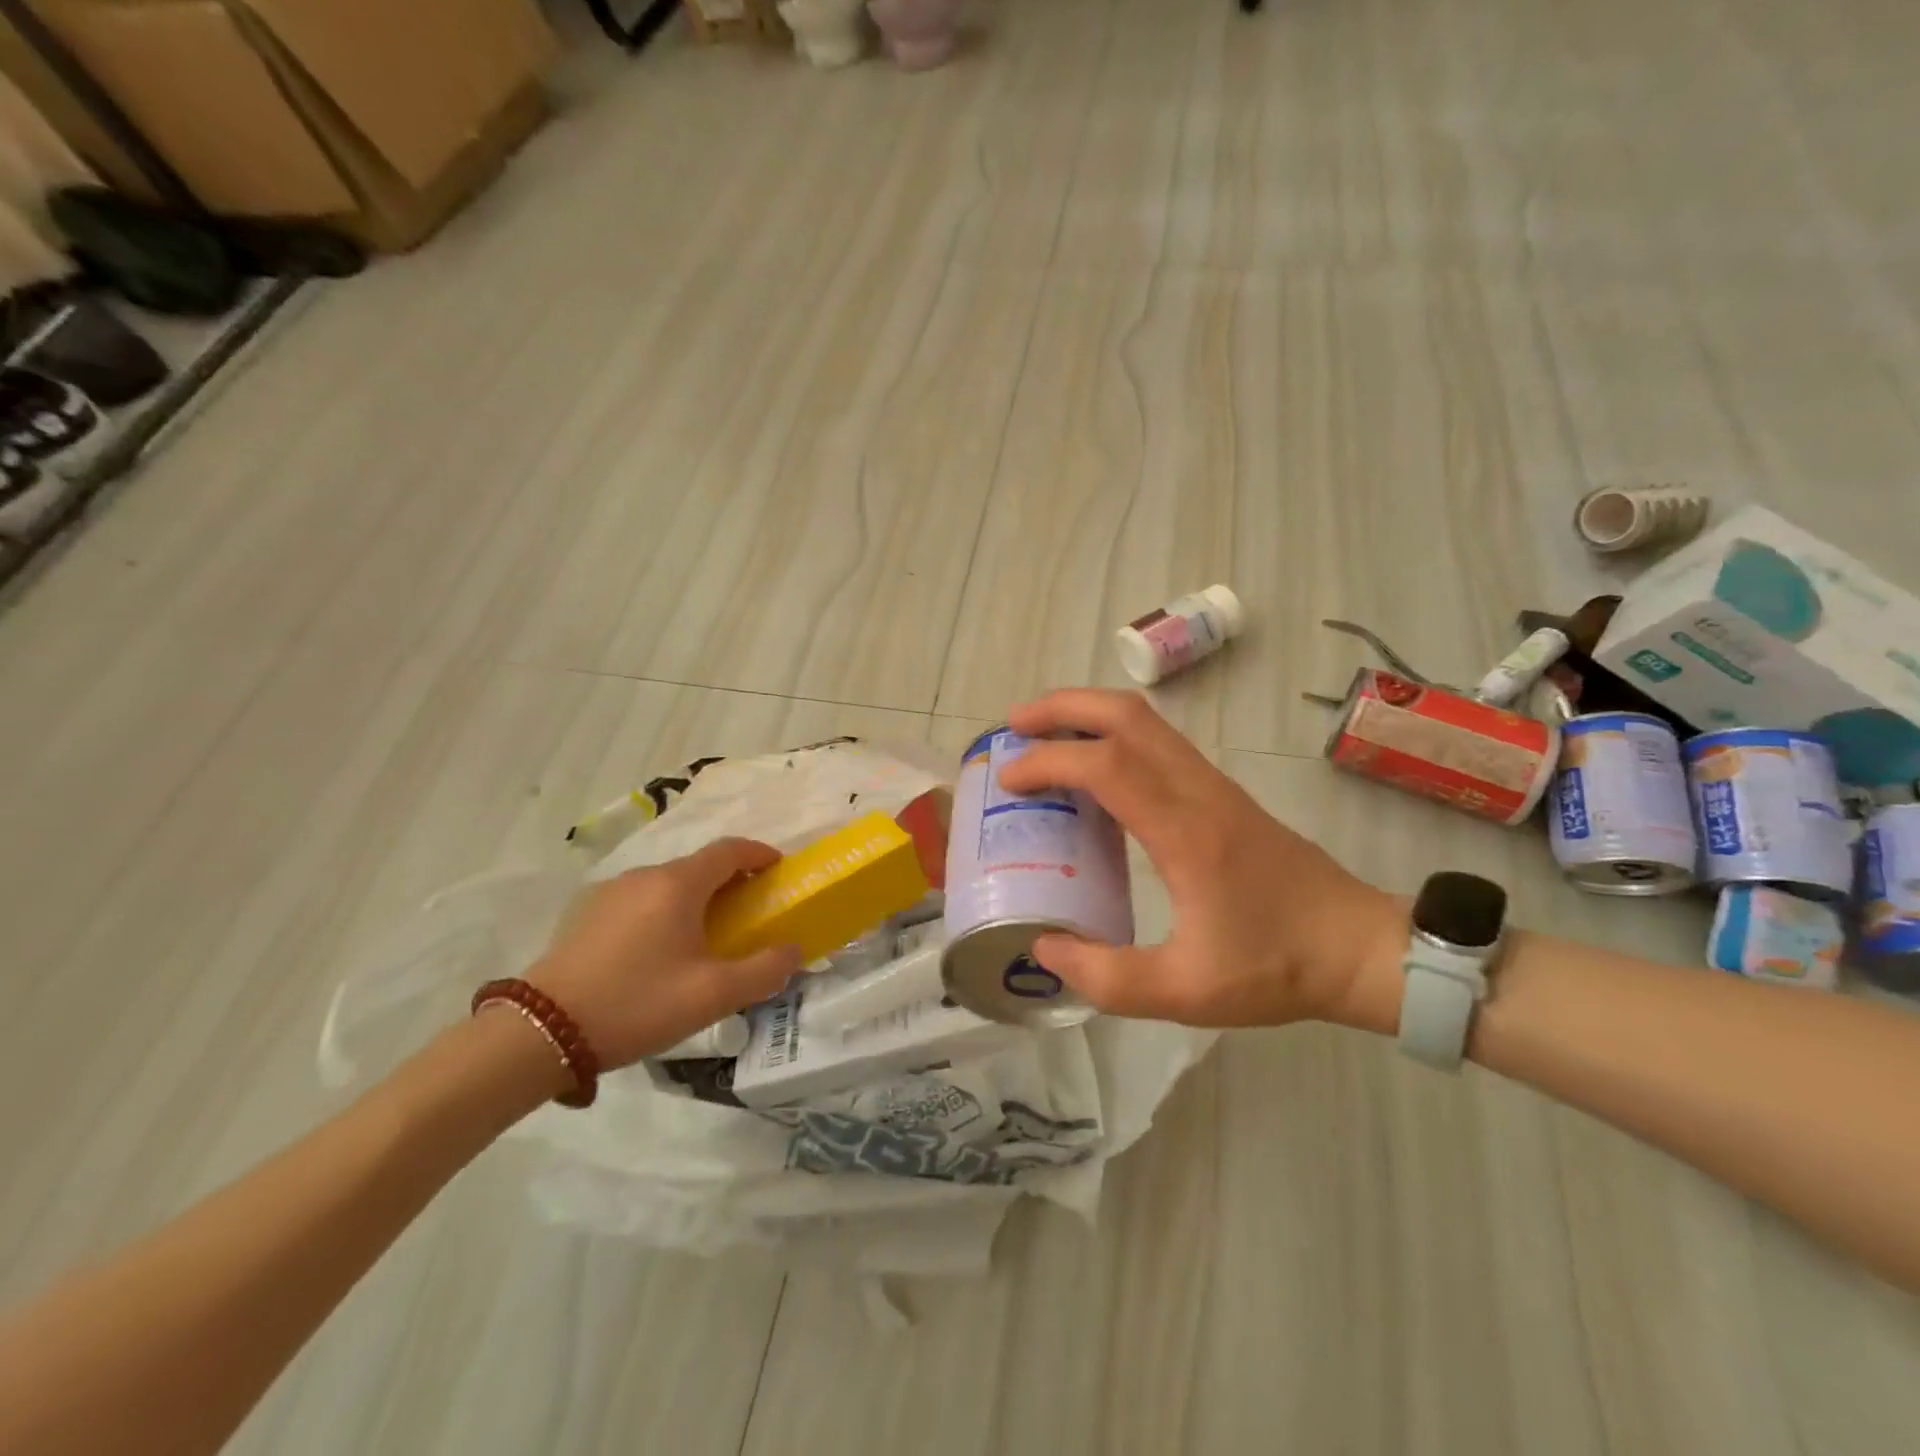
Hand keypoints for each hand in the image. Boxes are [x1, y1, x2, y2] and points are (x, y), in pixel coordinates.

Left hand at [528, 839, 801, 1066]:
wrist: (541, 1032)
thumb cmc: (637, 1003)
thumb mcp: (713, 995)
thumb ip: (764, 970)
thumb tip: (793, 950)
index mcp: (678, 884)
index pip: (730, 849)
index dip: (760, 854)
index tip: (779, 871)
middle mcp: (644, 876)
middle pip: (699, 867)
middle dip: (731, 883)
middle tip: (749, 916)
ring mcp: (611, 893)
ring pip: (667, 885)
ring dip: (695, 899)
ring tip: (704, 939)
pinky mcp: (586, 914)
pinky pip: (640, 901)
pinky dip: (663, 912)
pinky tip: (658, 953)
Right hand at [998, 690, 1400, 1027]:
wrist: (1360, 948)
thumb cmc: (1277, 966)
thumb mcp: (1186, 992)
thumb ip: (1107, 978)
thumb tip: (1045, 948)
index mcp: (1185, 831)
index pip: (1106, 765)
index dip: (1048, 761)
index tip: (1008, 779)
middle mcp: (1198, 791)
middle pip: (1126, 714)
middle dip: (1062, 707)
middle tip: (1015, 726)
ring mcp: (1213, 785)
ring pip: (1145, 720)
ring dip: (1088, 714)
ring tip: (1043, 738)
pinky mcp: (1221, 793)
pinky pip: (1158, 743)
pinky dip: (1113, 737)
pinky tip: (1092, 774)